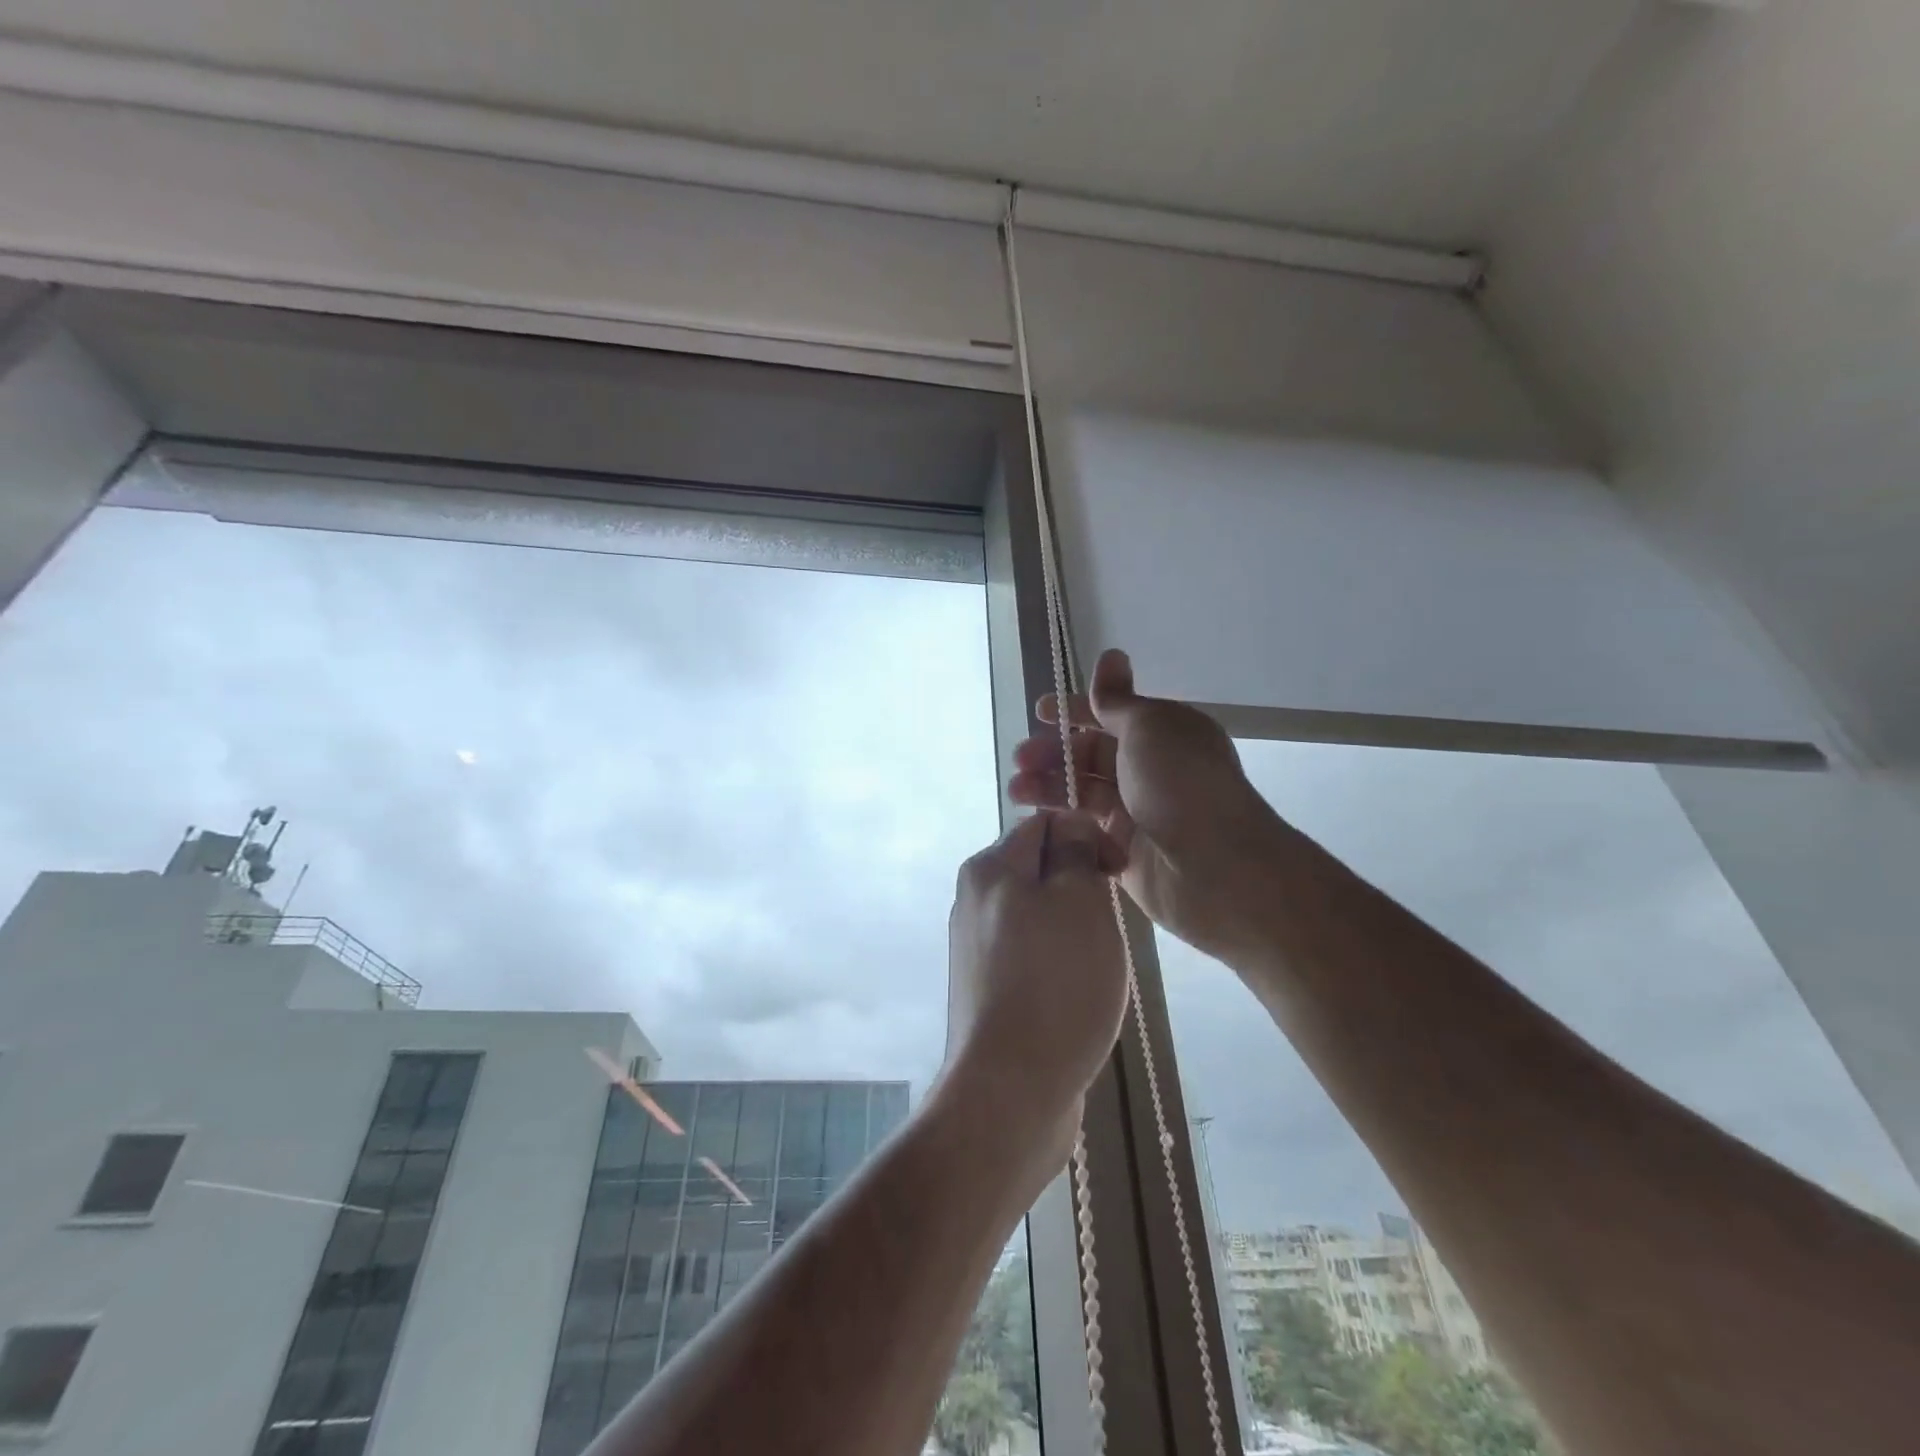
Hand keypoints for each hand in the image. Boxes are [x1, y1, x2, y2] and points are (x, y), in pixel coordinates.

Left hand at [943, 810, 1129, 1148]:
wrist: (1010, 1090)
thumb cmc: (1055, 984)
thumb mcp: (1078, 900)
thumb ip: (1075, 851)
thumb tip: (1070, 826)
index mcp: (988, 869)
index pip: (1044, 823)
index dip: (1087, 836)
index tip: (1117, 873)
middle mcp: (973, 900)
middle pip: (1040, 868)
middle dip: (1081, 885)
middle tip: (1108, 923)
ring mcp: (976, 947)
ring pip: (1039, 913)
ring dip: (1074, 926)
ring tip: (1096, 963)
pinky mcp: (987, 988)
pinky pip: (1032, 954)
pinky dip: (1059, 961)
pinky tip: (1076, 992)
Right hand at [1008, 649, 1290, 962]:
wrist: (1216, 868)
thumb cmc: (1181, 784)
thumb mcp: (1149, 727)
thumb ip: (1118, 699)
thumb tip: (1110, 655)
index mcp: (1162, 735)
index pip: (1110, 715)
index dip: (1074, 711)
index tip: (1039, 712)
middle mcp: (1150, 771)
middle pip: (1091, 756)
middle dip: (1053, 753)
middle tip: (1020, 760)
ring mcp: (1137, 814)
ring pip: (1083, 794)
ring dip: (1049, 788)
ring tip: (1018, 792)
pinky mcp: (1123, 854)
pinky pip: (1085, 832)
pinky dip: (1063, 824)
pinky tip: (1039, 822)